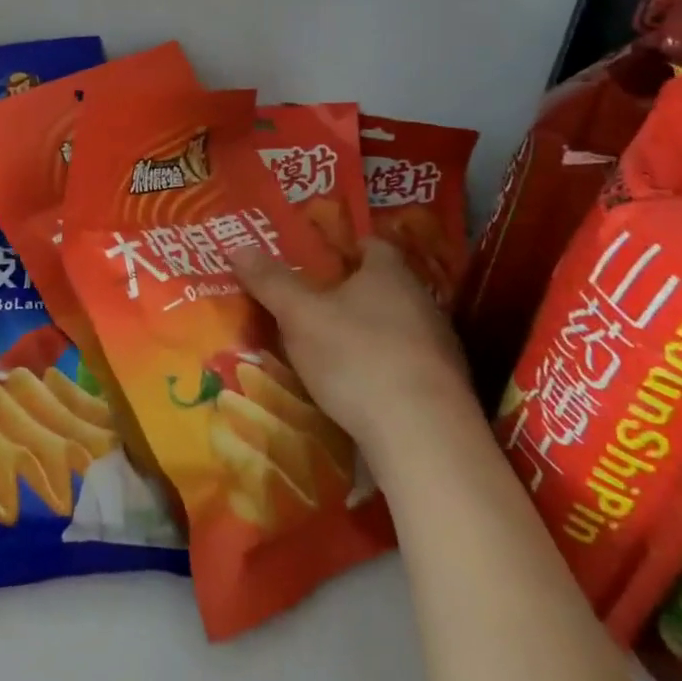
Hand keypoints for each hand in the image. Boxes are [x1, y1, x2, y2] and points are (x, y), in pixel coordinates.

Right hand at [230, 238, 470, 446]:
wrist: (423, 436)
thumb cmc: (357, 357)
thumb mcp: (300, 316)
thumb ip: (270, 282)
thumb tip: (238, 247)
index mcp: (390, 273)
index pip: (371, 245)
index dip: (343, 248)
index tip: (316, 260)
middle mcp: (421, 301)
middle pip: (383, 286)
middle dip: (350, 292)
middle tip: (312, 303)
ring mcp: (439, 346)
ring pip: (396, 326)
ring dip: (368, 332)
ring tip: (330, 347)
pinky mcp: (443, 388)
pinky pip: (405, 364)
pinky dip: (382, 368)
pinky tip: (358, 388)